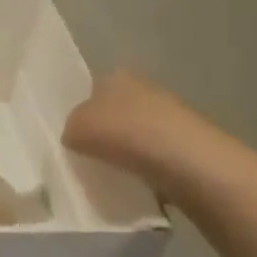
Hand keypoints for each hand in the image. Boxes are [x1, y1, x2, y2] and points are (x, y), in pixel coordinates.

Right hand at [62, 70, 212, 198]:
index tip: (72, 138)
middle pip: (114, 112)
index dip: (79, 113)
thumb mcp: (75, 128)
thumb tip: (76, 136)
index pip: (90, 90)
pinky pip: (155, 154)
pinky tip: (137, 182)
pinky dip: (145, 167)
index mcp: (114, 75)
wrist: (186, 162)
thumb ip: (69, 128)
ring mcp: (170, 113)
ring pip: (135, 133)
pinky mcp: (188, 141)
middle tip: (87, 158)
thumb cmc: (124, 134)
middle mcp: (144, 86)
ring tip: (111, 174)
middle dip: (103, 133)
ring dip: (125, 151)